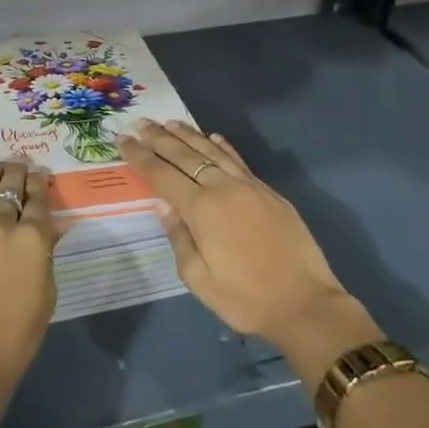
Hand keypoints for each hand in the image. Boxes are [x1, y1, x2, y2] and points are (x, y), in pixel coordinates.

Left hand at [0, 162, 59, 401]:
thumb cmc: (16, 336)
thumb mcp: (46, 293)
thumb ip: (45, 254)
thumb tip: (47, 229)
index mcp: (33, 238)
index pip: (39, 199)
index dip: (41, 185)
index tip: (41, 176)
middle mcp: (1, 223)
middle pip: (12, 185)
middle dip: (20, 173)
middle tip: (22, 166)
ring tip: (1, 167)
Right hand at [117, 119, 382, 390]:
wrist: (306, 304)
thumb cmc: (245, 298)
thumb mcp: (199, 279)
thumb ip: (178, 238)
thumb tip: (163, 205)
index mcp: (201, 209)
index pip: (162, 175)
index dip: (140, 156)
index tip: (122, 140)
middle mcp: (222, 188)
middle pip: (184, 155)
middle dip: (159, 138)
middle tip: (140, 123)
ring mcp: (248, 187)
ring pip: (212, 151)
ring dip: (188, 135)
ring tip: (170, 123)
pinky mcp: (268, 192)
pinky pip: (238, 161)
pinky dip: (223, 146)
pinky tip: (213, 137)